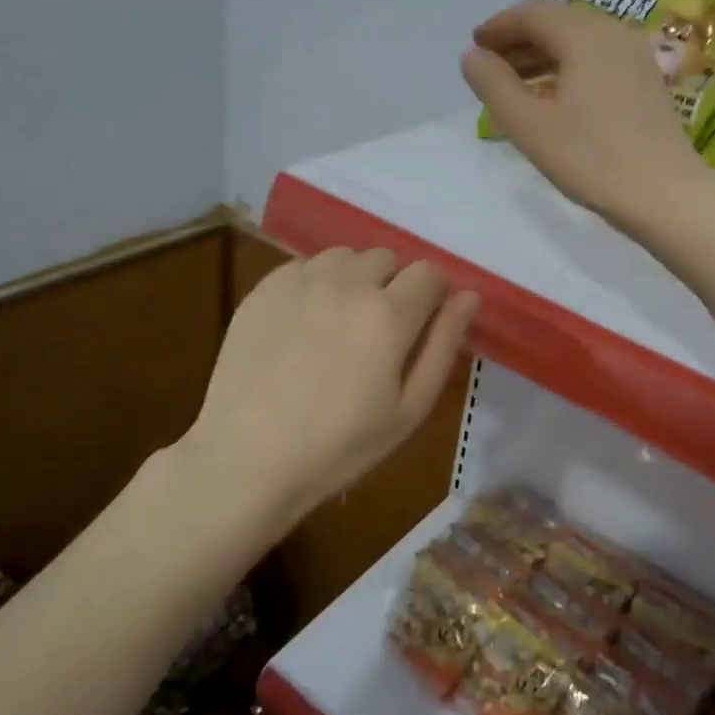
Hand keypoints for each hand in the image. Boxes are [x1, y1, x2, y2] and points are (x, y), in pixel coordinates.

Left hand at [178, 248, 479, 525]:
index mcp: (388, 314)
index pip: (430, 272)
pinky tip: (305, 324)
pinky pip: (305, 266)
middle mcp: (347, 284)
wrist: (246, 458)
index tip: (422, 324)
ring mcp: (300, 281)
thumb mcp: (409, 409)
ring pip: (346, 257)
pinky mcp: (264, 288)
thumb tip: (468, 296)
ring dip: (355, 279)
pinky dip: (316, 283)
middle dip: (394, 285)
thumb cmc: (339, 446)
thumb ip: (443, 345)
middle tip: (379, 332)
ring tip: (341, 322)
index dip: (434, 295)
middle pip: (388, 258)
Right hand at [461, 0, 714, 232]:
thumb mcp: (529, 125)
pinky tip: (554, 98)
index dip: (498, 27)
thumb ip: (494, 85)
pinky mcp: (646, 80)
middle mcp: (613, 32)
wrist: (665, 194)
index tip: (474, 46)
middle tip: (489, 66)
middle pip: (557, 21)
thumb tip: (471, 56)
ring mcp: (635, 55)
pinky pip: (597, 59)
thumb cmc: (591, 159)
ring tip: (515, 85)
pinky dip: (567, 68)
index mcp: (584, 34)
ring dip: (542, 55)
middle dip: (519, 40)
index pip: (531, 13)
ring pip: (578, 41)